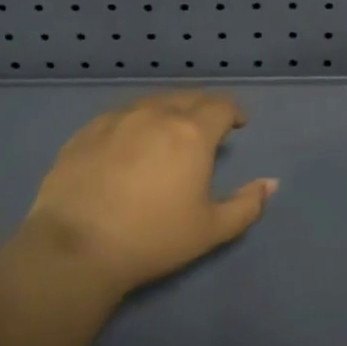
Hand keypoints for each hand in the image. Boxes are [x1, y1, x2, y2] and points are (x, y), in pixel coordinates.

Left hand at [19, 91, 276, 295]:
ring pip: (152, 102)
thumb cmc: (152, 238)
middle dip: (203, 108)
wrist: (75, 247)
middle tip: (206, 129)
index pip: (221, 106)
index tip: (237, 125)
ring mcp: (117, 119)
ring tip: (168, 133)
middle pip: (187, 97)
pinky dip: (135, 122)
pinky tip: (128, 144)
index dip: (234, 112)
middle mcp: (156, 114)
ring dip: (168, 111)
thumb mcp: (210, 230)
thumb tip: (271, 183)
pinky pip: (120, 116)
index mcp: (192, 132)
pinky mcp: (86, 131)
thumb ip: (247, 205)